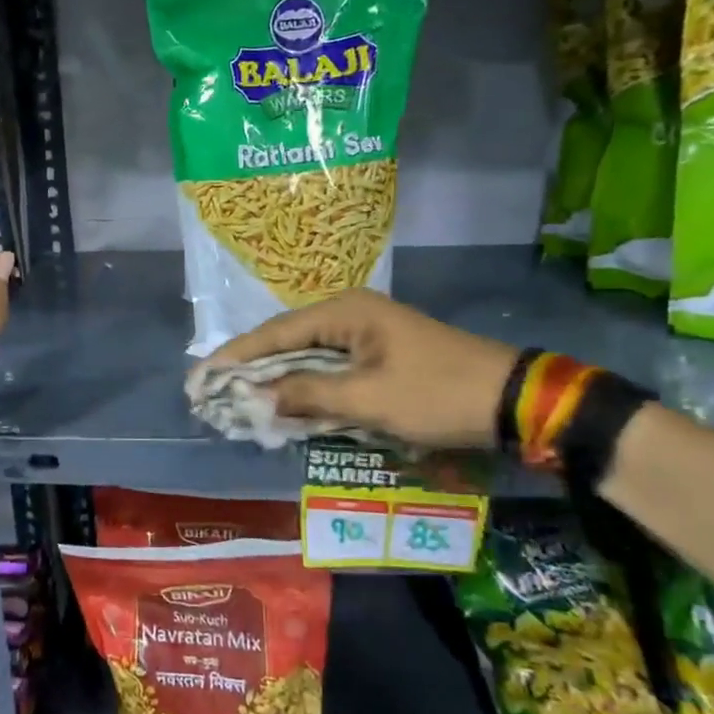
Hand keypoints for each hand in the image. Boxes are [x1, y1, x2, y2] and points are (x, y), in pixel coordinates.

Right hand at [204, 289, 517, 448]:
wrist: (511, 400)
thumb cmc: (436, 394)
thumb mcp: (369, 399)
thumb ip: (309, 394)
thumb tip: (261, 396)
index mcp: (346, 311)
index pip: (276, 332)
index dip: (238, 356)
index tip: (202, 375)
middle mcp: (351, 313)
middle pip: (288, 340)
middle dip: (253, 367)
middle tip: (215, 389)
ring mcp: (367, 333)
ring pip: (309, 355)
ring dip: (279, 378)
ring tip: (240, 397)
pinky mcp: (380, 353)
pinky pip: (331, 367)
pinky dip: (308, 385)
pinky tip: (287, 402)